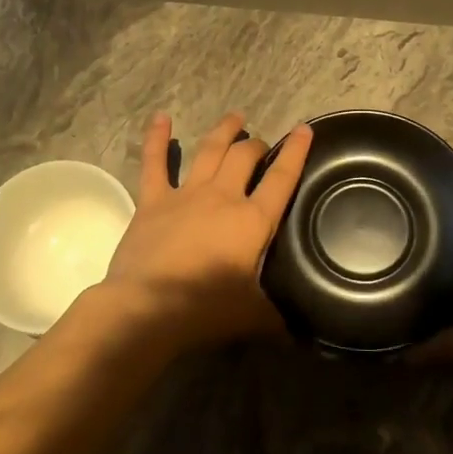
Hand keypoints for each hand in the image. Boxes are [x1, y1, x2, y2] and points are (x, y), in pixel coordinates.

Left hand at [100, 111, 312, 350]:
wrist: (148, 307)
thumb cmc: (205, 309)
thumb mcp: (253, 318)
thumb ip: (278, 319)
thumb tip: (301, 336)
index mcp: (253, 221)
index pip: (282, 178)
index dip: (296, 151)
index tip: (304, 129)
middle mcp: (223, 196)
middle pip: (244, 156)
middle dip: (256, 144)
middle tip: (261, 144)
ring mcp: (186, 194)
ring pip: (209, 150)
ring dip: (223, 131)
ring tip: (235, 117)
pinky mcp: (153, 200)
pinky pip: (154, 163)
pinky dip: (157, 138)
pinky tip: (160, 117)